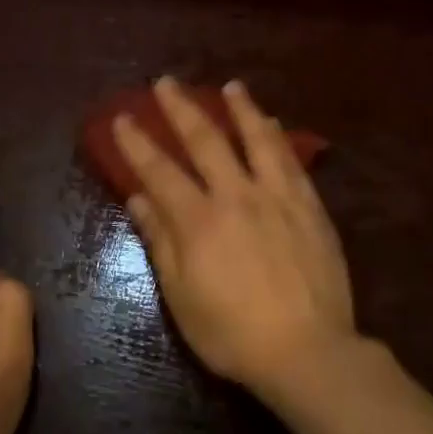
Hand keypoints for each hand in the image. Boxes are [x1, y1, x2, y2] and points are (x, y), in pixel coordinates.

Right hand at [116, 77, 356, 396]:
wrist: (308, 351)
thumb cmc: (233, 333)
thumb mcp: (182, 297)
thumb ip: (161, 242)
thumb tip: (138, 198)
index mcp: (199, 220)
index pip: (160, 170)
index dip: (137, 142)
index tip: (122, 117)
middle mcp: (236, 195)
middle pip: (205, 140)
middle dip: (181, 108)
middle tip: (166, 82)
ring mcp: (277, 197)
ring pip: (256, 139)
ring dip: (240, 108)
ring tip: (231, 86)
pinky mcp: (309, 206)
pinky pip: (291, 160)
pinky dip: (277, 136)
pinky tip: (272, 123)